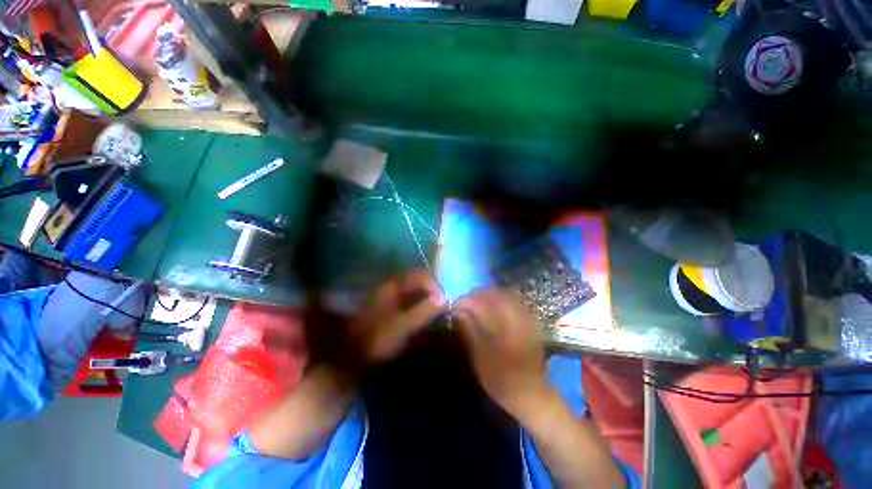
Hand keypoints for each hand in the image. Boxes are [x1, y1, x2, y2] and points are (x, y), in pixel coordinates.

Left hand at [349, 269, 446, 365]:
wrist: (351, 356)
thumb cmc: (377, 338)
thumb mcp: (402, 326)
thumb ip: (424, 310)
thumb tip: (444, 298)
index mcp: (393, 286)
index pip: (421, 276)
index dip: (435, 286)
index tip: (445, 302)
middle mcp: (391, 286)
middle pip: (418, 282)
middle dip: (433, 292)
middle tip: (443, 307)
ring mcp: (389, 297)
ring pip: (414, 291)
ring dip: (426, 299)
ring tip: (436, 313)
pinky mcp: (389, 308)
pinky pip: (409, 301)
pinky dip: (419, 306)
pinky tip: (423, 318)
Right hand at [453, 287, 548, 419]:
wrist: (531, 393)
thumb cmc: (501, 381)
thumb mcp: (480, 358)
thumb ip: (469, 330)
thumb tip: (457, 311)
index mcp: (505, 331)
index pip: (482, 305)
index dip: (466, 301)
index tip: (454, 305)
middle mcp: (518, 319)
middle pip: (494, 294)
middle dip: (476, 295)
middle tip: (464, 303)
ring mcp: (527, 317)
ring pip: (504, 293)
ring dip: (487, 295)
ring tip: (476, 303)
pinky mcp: (531, 319)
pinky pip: (513, 299)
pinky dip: (499, 298)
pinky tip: (491, 305)